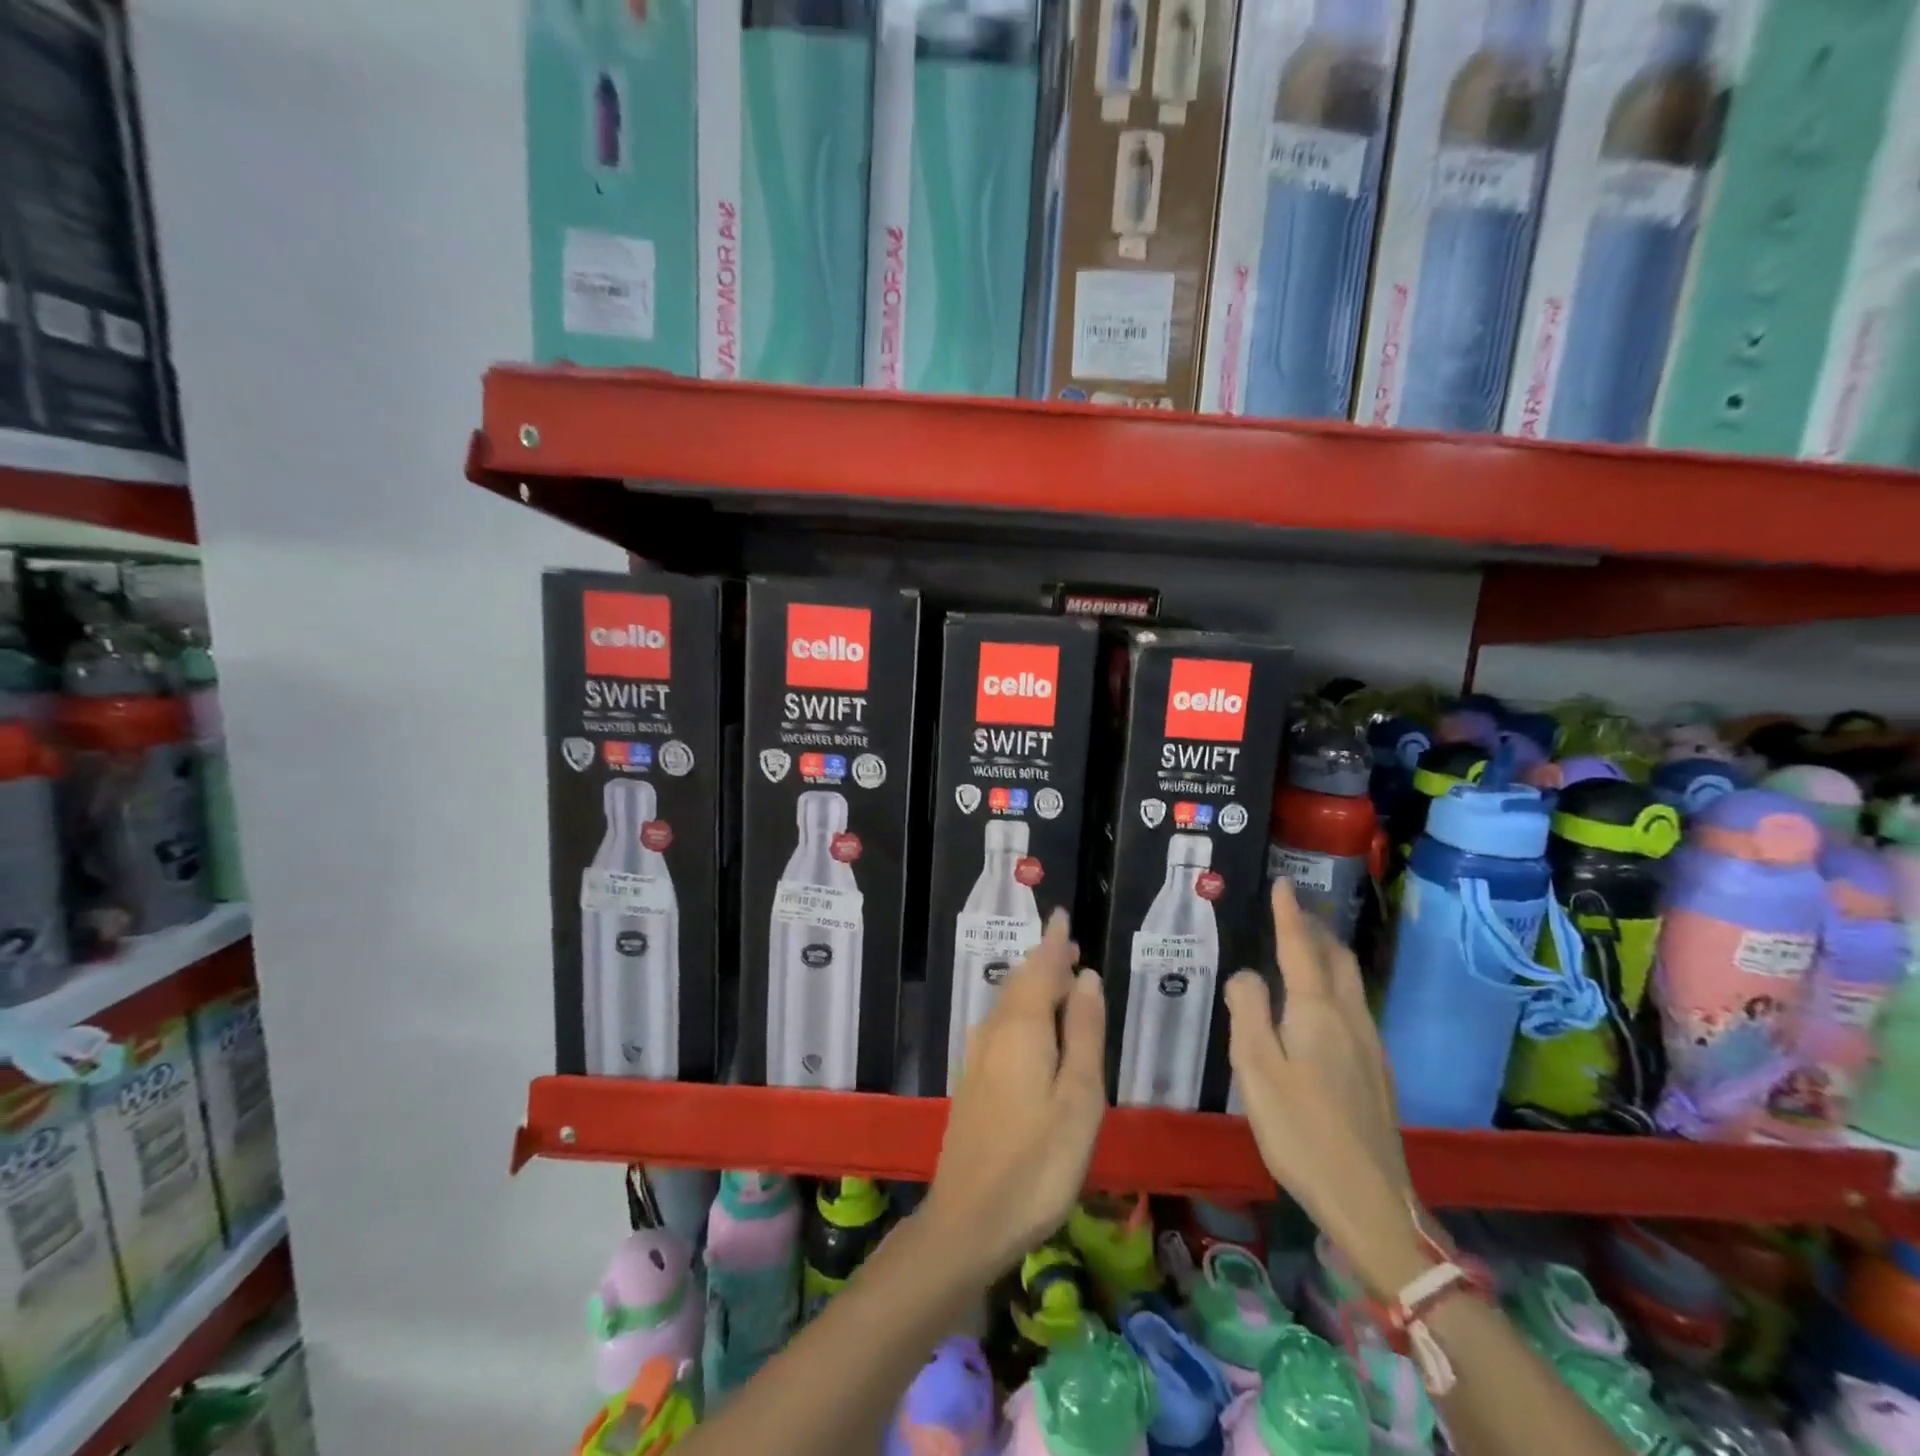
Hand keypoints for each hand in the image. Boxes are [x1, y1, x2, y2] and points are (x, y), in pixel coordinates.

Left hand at [923, 910, 1106, 1280]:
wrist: (969, 1219)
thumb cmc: (1038, 1162)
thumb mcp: (1079, 1099)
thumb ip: (1084, 1034)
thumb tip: (1087, 977)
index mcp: (1022, 1028)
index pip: (1040, 969)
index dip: (1055, 942)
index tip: (1063, 916)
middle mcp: (994, 1032)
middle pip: (1020, 982)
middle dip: (1045, 961)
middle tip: (1071, 949)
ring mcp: (978, 1057)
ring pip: (1008, 1004)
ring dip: (1032, 986)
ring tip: (1058, 981)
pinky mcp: (973, 1081)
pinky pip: (1001, 1026)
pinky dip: (1022, 1012)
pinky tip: (1032, 1029)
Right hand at [1226, 882, 1426, 1299]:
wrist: (1371, 1200)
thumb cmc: (1301, 1130)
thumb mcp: (1256, 1068)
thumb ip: (1248, 1011)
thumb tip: (1247, 974)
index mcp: (1317, 1011)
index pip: (1301, 948)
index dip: (1290, 914)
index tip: (1283, 884)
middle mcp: (1350, 1018)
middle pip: (1337, 960)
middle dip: (1316, 929)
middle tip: (1293, 911)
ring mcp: (1370, 1046)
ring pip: (1350, 983)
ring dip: (1328, 955)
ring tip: (1307, 946)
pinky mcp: (1376, 1072)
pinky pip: (1354, 1006)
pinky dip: (1335, 984)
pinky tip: (1322, 1003)